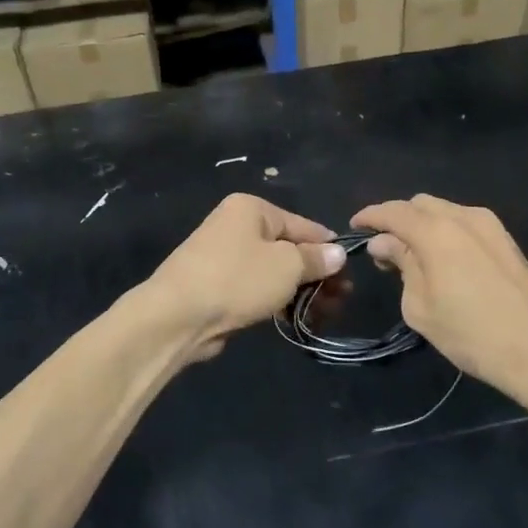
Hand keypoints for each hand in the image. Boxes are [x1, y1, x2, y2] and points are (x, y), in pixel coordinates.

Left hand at [144, 194, 345, 361]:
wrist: (177, 316)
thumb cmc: (238, 279)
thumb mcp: (287, 266)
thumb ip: (316, 258)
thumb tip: (338, 253)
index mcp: (251, 209)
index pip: (302, 225)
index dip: (328, 248)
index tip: (350, 272)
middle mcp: (236, 226)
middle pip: (288, 249)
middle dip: (316, 275)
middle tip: (341, 299)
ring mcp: (225, 257)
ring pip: (274, 272)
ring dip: (301, 292)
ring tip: (325, 314)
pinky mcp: (218, 286)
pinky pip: (257, 289)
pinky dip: (278, 301)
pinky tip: (296, 318)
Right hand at [352, 195, 527, 397]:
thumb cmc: (472, 334)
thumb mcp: (421, 306)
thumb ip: (401, 265)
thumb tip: (385, 243)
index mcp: (436, 231)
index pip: (393, 211)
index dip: (370, 216)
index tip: (354, 226)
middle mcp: (463, 217)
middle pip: (419, 204)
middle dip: (397, 219)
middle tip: (383, 250)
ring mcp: (489, 225)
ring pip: (444, 210)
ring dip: (422, 225)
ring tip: (412, 256)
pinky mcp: (506, 239)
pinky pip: (464, 223)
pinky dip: (444, 231)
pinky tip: (442, 259)